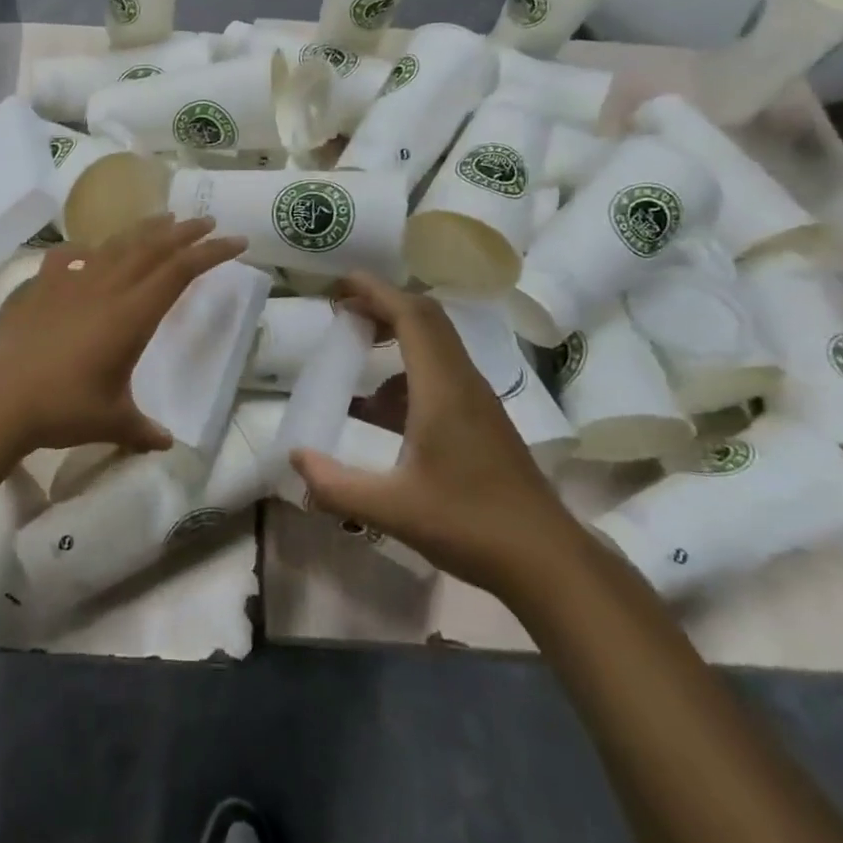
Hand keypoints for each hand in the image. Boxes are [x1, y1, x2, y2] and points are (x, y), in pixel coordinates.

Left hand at [0, 215, 247, 457]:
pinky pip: (68, 257)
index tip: (237, 242)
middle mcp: (107, 288)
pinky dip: (85, 249)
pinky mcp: (41, 286)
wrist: (1, 397)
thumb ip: (143, 429)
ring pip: (116, 244)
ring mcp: (72, 282)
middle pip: (153, 247)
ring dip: (144, 230)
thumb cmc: (64, 407)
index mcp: (133, 314)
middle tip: (207, 221)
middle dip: (185, 232)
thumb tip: (165, 445)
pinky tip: (88, 251)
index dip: (212, 253)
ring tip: (163, 220)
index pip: (181, 271)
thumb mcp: (113, 421)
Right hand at [290, 273, 579, 589]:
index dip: (376, 291)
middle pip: (427, 319)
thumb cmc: (470, 525)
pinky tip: (383, 408)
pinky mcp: (483, 419)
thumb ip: (336, 485)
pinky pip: (442, 371)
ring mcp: (477, 400)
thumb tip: (295, 457)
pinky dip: (408, 369)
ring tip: (358, 349)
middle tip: (344, 309)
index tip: (341, 282)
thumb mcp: (392, 509)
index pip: (411, 316)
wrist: (547, 561)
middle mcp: (463, 382)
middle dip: (383, 304)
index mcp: (443, 389)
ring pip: (437, 344)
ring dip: (398, 333)